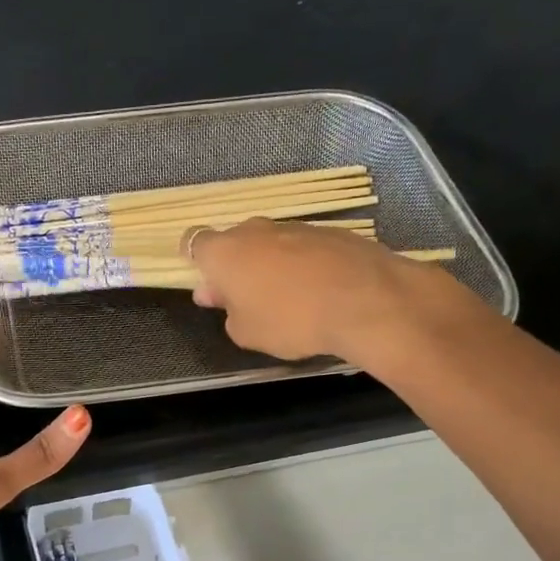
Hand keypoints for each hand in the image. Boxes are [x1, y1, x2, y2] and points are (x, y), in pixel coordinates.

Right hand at [188, 218, 422, 361]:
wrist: (366, 300)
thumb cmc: (290, 319)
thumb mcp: (246, 333)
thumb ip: (229, 314)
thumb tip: (228, 300)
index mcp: (224, 252)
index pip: (193, 243)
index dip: (195, 261)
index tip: (207, 285)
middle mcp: (255, 230)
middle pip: (234, 243)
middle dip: (234, 267)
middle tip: (243, 300)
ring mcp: (295, 227)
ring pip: (270, 245)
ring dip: (269, 266)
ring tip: (285, 300)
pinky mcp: (331, 232)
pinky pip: (303, 249)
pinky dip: (302, 266)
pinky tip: (316, 292)